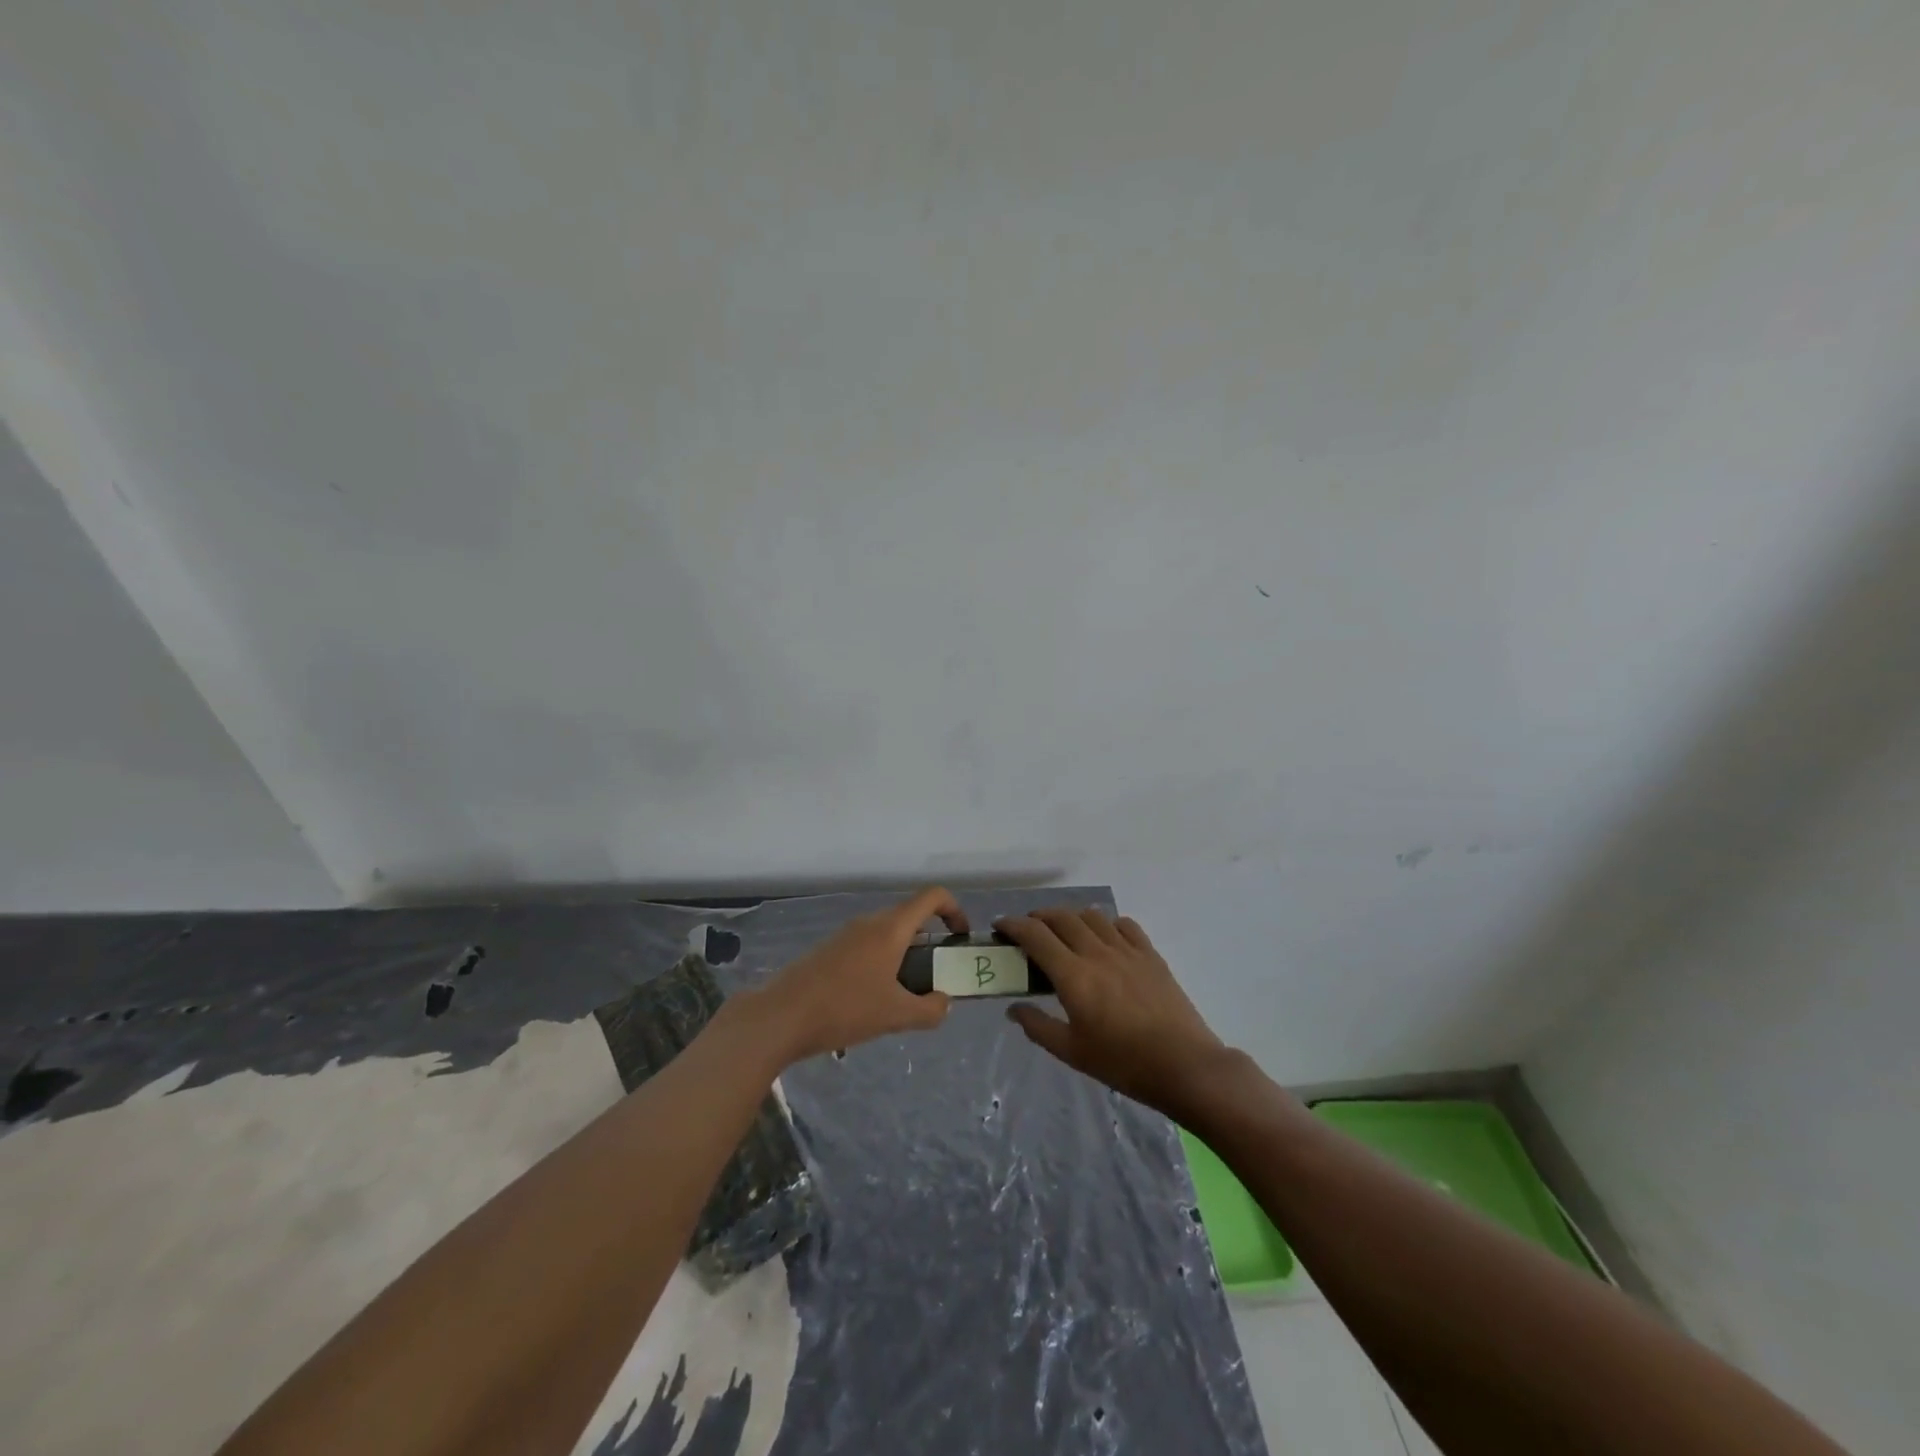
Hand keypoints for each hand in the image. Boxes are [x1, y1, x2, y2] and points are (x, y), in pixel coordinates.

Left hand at [751, 886, 968, 1063]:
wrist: (780, 1017)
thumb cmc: (844, 1009)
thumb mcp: (896, 1016)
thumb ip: (930, 1010)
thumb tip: (944, 1003)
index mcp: (891, 928)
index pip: (932, 896)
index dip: (954, 910)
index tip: (960, 939)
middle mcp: (869, 923)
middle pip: (910, 917)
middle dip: (930, 942)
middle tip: (935, 977)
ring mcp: (846, 935)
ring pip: (887, 935)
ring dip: (904, 957)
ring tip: (904, 997)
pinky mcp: (829, 951)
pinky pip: (866, 948)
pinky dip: (881, 964)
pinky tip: (871, 1002)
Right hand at [996, 908, 1226, 1118]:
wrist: (1184, 1066)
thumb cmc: (1123, 1063)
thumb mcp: (1072, 1052)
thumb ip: (1038, 1027)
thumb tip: (1013, 1009)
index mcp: (1074, 976)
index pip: (1036, 935)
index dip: (1013, 925)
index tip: (1000, 926)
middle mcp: (1097, 953)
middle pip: (1062, 917)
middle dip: (1039, 917)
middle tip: (1028, 930)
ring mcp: (1127, 950)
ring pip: (1092, 916)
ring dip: (1071, 917)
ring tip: (1065, 932)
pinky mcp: (1150, 955)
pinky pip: (1124, 925)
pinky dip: (1106, 925)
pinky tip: (1105, 940)